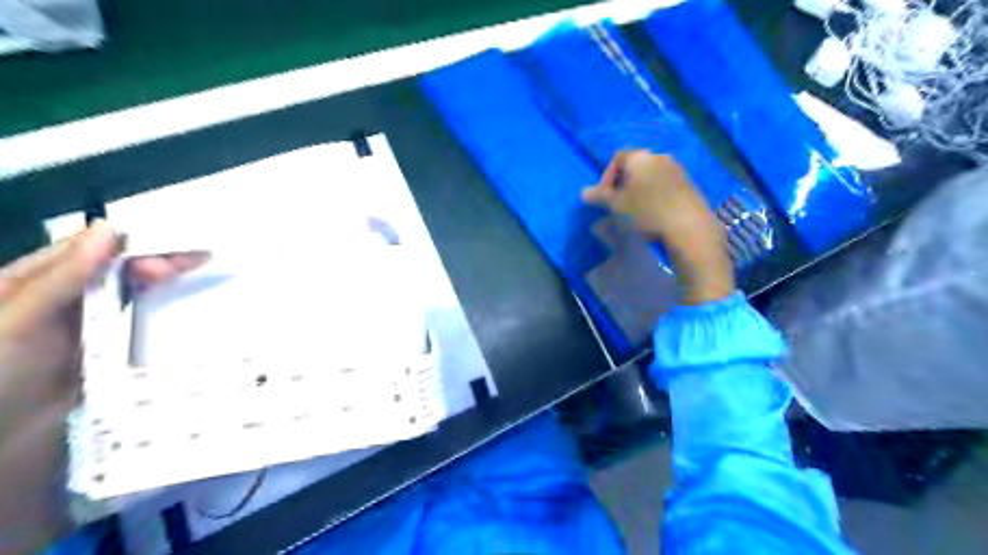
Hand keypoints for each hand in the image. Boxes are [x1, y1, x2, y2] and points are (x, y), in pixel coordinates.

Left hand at [0, 221, 207, 554]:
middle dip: (154, 262)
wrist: (0, 448)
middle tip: (196, 261)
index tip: (172, 249)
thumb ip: (60, 278)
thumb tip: (110, 231)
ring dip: (162, 284)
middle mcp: (62, 301)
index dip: (131, 245)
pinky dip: (161, 314)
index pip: (88, 252)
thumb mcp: (16, 322)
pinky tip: (185, 308)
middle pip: (115, 271)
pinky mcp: (108, 353)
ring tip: (196, 276)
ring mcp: (87, 328)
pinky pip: (137, 325)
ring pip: (131, 295)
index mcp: (30, 285)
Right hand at [580, 152, 731, 304]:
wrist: (687, 225)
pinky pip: (664, 183)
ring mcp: (677, 169)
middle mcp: (659, 156)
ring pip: (650, 175)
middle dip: (623, 183)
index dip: (606, 176)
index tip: (605, 196)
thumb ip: (599, 196)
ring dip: (639, 189)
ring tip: (635, 210)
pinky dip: (655, 193)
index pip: (617, 158)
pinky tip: (654, 212)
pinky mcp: (688, 183)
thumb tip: (583, 192)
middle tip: (618, 203)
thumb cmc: (647, 211)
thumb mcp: (617, 206)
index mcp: (640, 157)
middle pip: (635, 165)